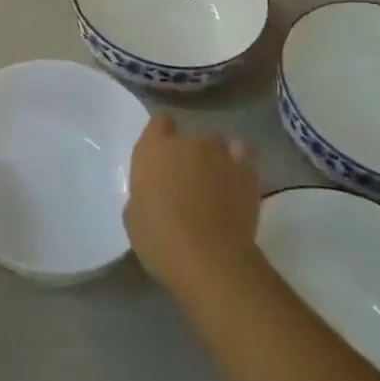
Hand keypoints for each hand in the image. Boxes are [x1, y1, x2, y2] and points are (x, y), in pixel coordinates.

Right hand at [125, 113, 261, 294]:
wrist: (209, 258)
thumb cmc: (160, 240)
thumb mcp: (133, 218)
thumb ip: (143, 194)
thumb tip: (153, 194)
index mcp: (153, 149)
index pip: (159, 122)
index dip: (161, 135)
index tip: (162, 154)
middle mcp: (187, 142)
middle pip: (189, 137)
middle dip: (188, 155)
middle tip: (187, 182)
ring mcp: (219, 153)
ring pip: (217, 145)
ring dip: (214, 160)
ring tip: (215, 185)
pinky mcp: (246, 170)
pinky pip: (244, 154)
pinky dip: (240, 162)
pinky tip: (237, 179)